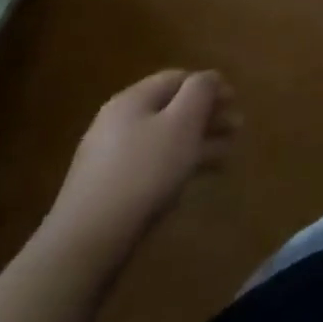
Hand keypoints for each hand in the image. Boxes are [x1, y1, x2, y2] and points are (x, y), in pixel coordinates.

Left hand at [41, 70, 239, 267]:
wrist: (86, 244)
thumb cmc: (143, 172)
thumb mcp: (182, 123)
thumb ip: (200, 91)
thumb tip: (208, 78)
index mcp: (133, 99)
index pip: (178, 77)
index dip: (210, 85)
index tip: (235, 102)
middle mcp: (118, 121)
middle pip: (171, 108)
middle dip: (206, 116)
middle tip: (236, 130)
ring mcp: (109, 158)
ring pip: (164, 138)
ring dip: (197, 142)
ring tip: (225, 156)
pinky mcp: (107, 190)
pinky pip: (151, 165)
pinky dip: (177, 165)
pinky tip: (192, 180)